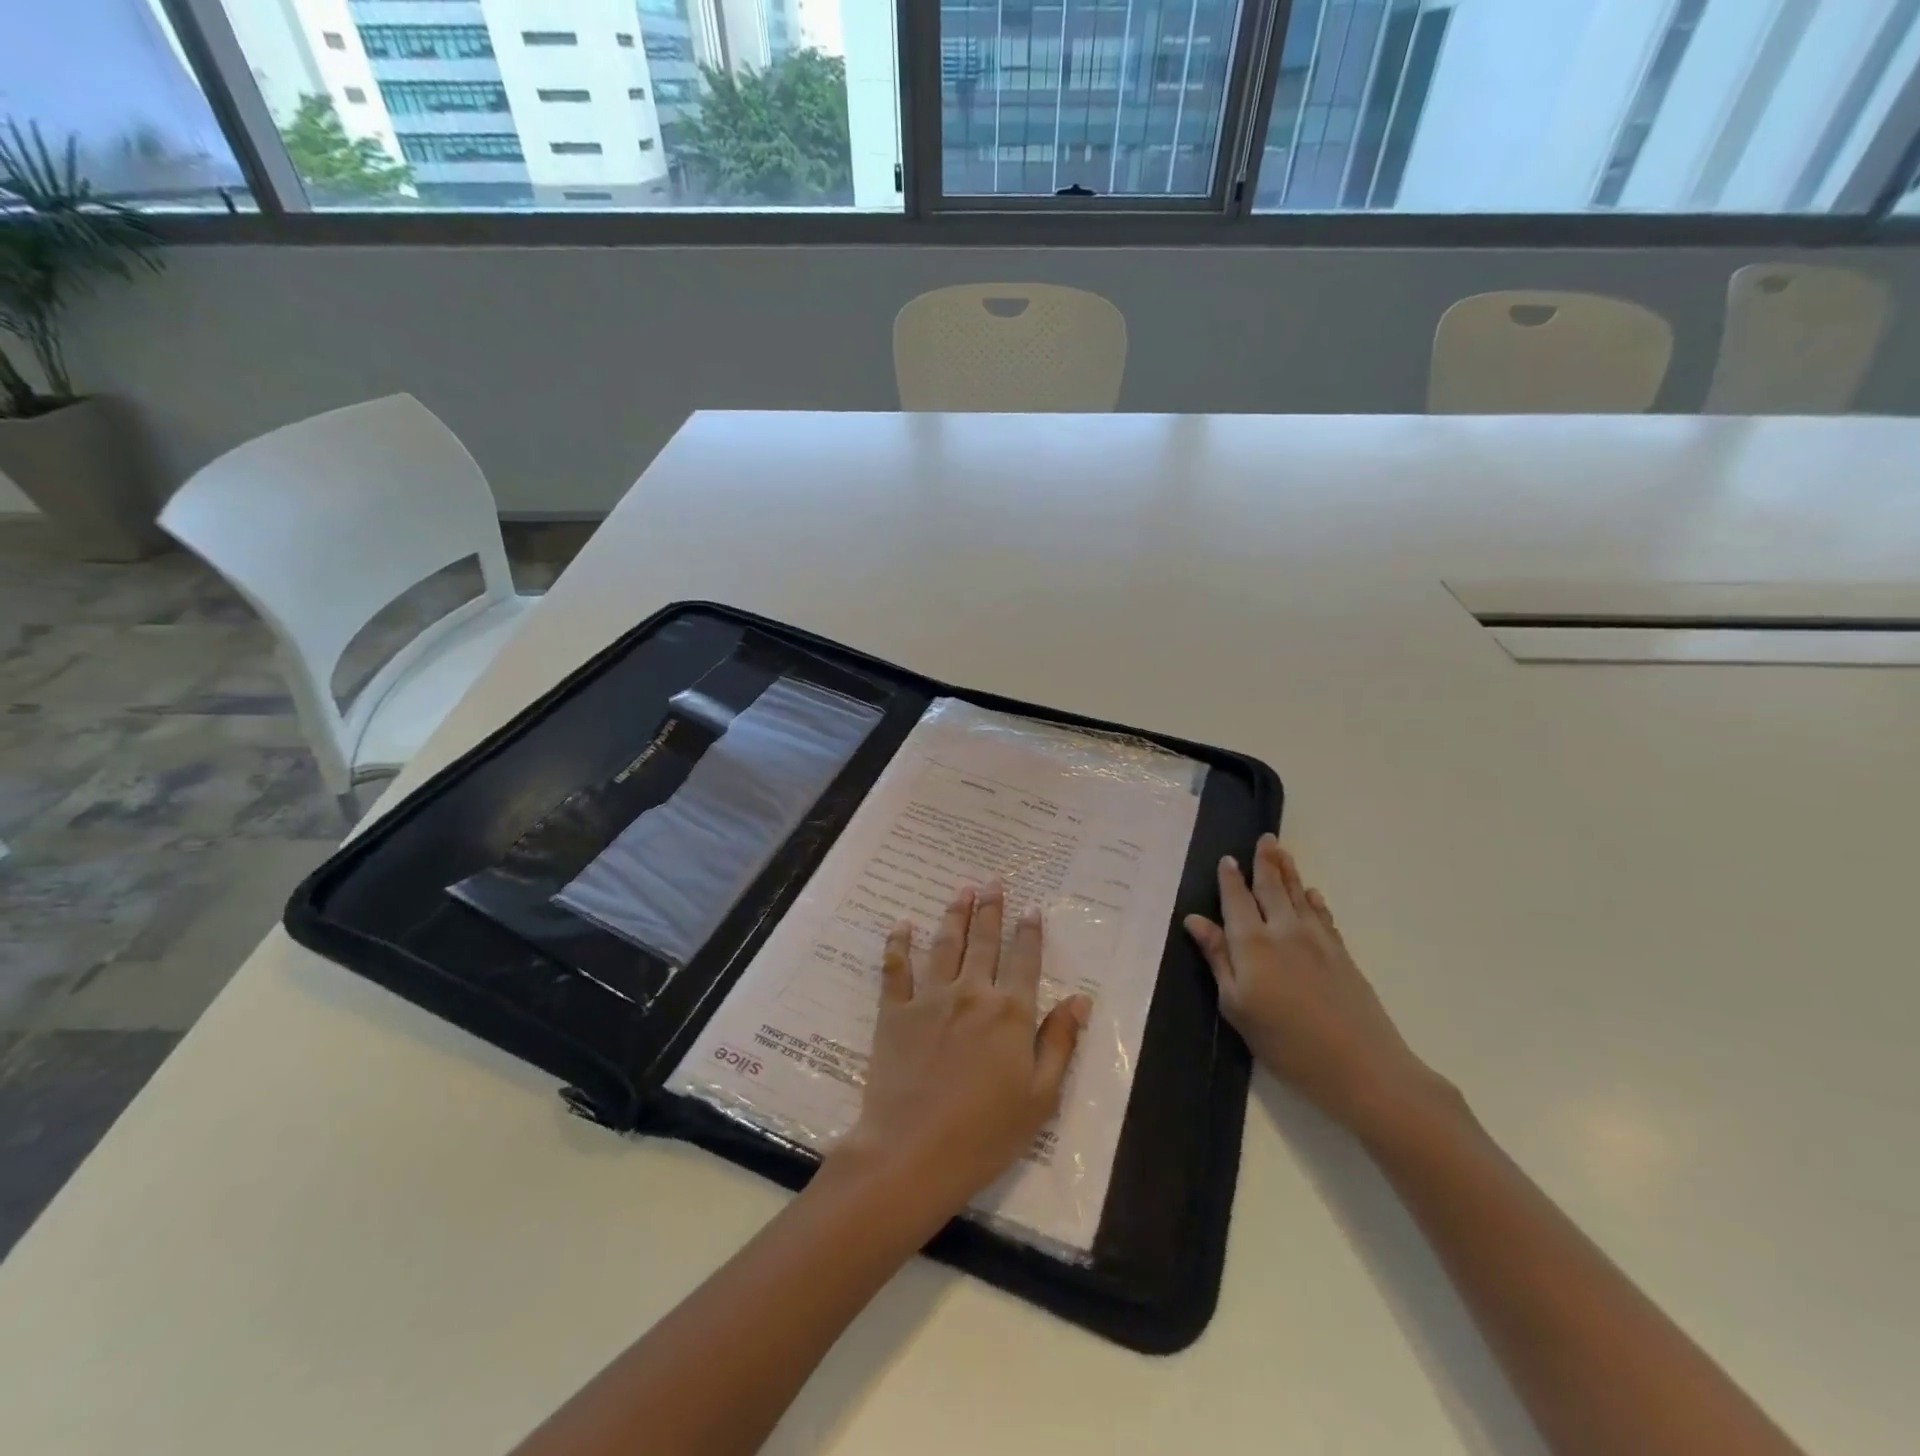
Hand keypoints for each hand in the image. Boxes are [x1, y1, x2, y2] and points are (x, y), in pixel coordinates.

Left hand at [828, 882, 1090, 1226]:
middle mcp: (972, 993)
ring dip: (955, 914)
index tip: (1031, 909)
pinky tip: (901, 925)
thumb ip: (1060, 1042)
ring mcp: (930, 998)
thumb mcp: (1040, 1096)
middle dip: (990, 909)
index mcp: (1010, 1013)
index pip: (1025, 960)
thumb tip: (1080, 1000)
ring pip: (945, 944)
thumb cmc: (986, 1132)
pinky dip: (899, 944)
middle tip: (992, 882)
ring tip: (961, 890)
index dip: (1029, 932)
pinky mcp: (895, 1011)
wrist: (914, 1151)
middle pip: (984, 941)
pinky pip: (896, 968)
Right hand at [1185, 833, 1444, 1135]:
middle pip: (1272, 888)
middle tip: (1264, 838)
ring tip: (1282, 850)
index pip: (1236, 900)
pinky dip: (1314, 901)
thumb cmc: (1285, 1043)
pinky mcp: (1341, 955)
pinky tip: (1312, 894)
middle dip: (1265, 862)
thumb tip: (1195, 920)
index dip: (1230, 879)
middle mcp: (1284, 931)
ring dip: (1289, 871)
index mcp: (1252, 943)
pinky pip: (1323, 916)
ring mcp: (1317, 941)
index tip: (1227, 859)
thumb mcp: (1236, 1006)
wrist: (1362, 1067)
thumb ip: (1217, 959)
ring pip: (1298, 896)